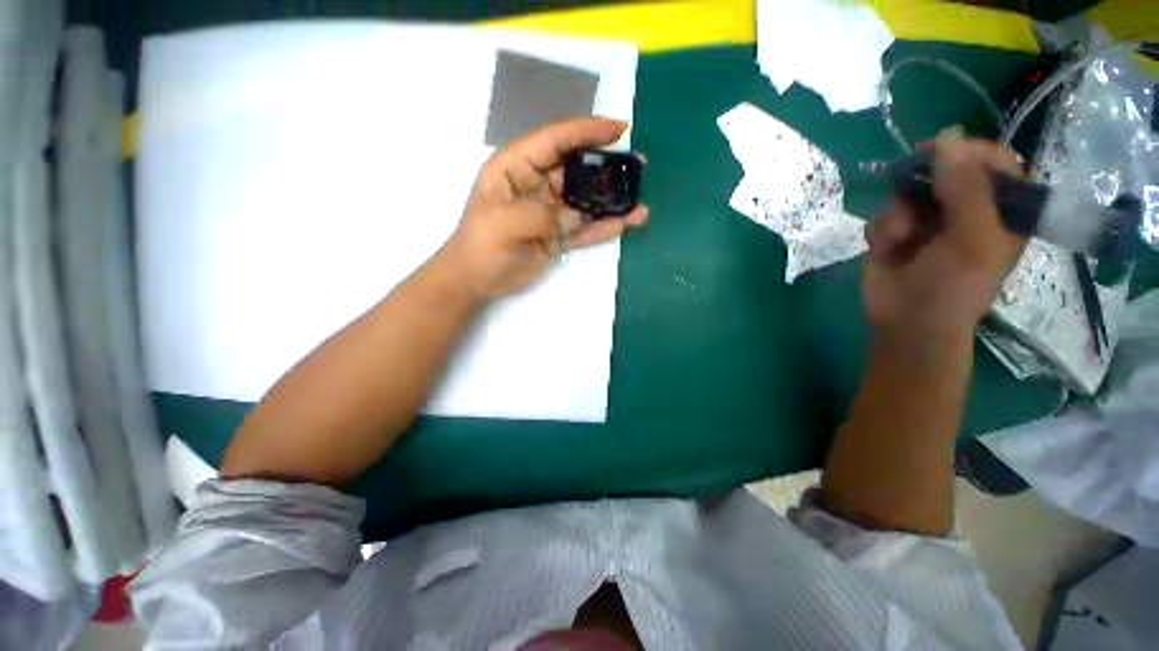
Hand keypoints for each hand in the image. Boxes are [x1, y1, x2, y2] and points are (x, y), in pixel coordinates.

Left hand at [437, 117, 648, 302]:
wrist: (476, 281)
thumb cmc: (481, 245)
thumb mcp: (504, 223)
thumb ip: (543, 215)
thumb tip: (578, 215)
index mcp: (516, 168)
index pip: (555, 140)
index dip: (586, 131)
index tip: (618, 129)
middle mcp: (536, 184)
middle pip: (577, 168)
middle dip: (606, 166)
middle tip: (638, 166)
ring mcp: (550, 211)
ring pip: (585, 200)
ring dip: (611, 200)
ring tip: (640, 200)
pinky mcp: (558, 235)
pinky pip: (585, 227)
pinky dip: (605, 226)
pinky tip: (627, 223)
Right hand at [863, 138, 1025, 338]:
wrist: (907, 324)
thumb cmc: (954, 288)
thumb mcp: (973, 239)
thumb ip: (966, 188)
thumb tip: (947, 135)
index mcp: (1000, 210)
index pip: (995, 162)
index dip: (971, 151)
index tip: (941, 151)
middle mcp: (965, 210)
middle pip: (945, 172)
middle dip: (923, 183)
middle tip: (910, 194)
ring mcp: (927, 222)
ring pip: (907, 193)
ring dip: (898, 212)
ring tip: (899, 238)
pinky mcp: (894, 235)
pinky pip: (883, 215)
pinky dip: (881, 229)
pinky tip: (884, 248)